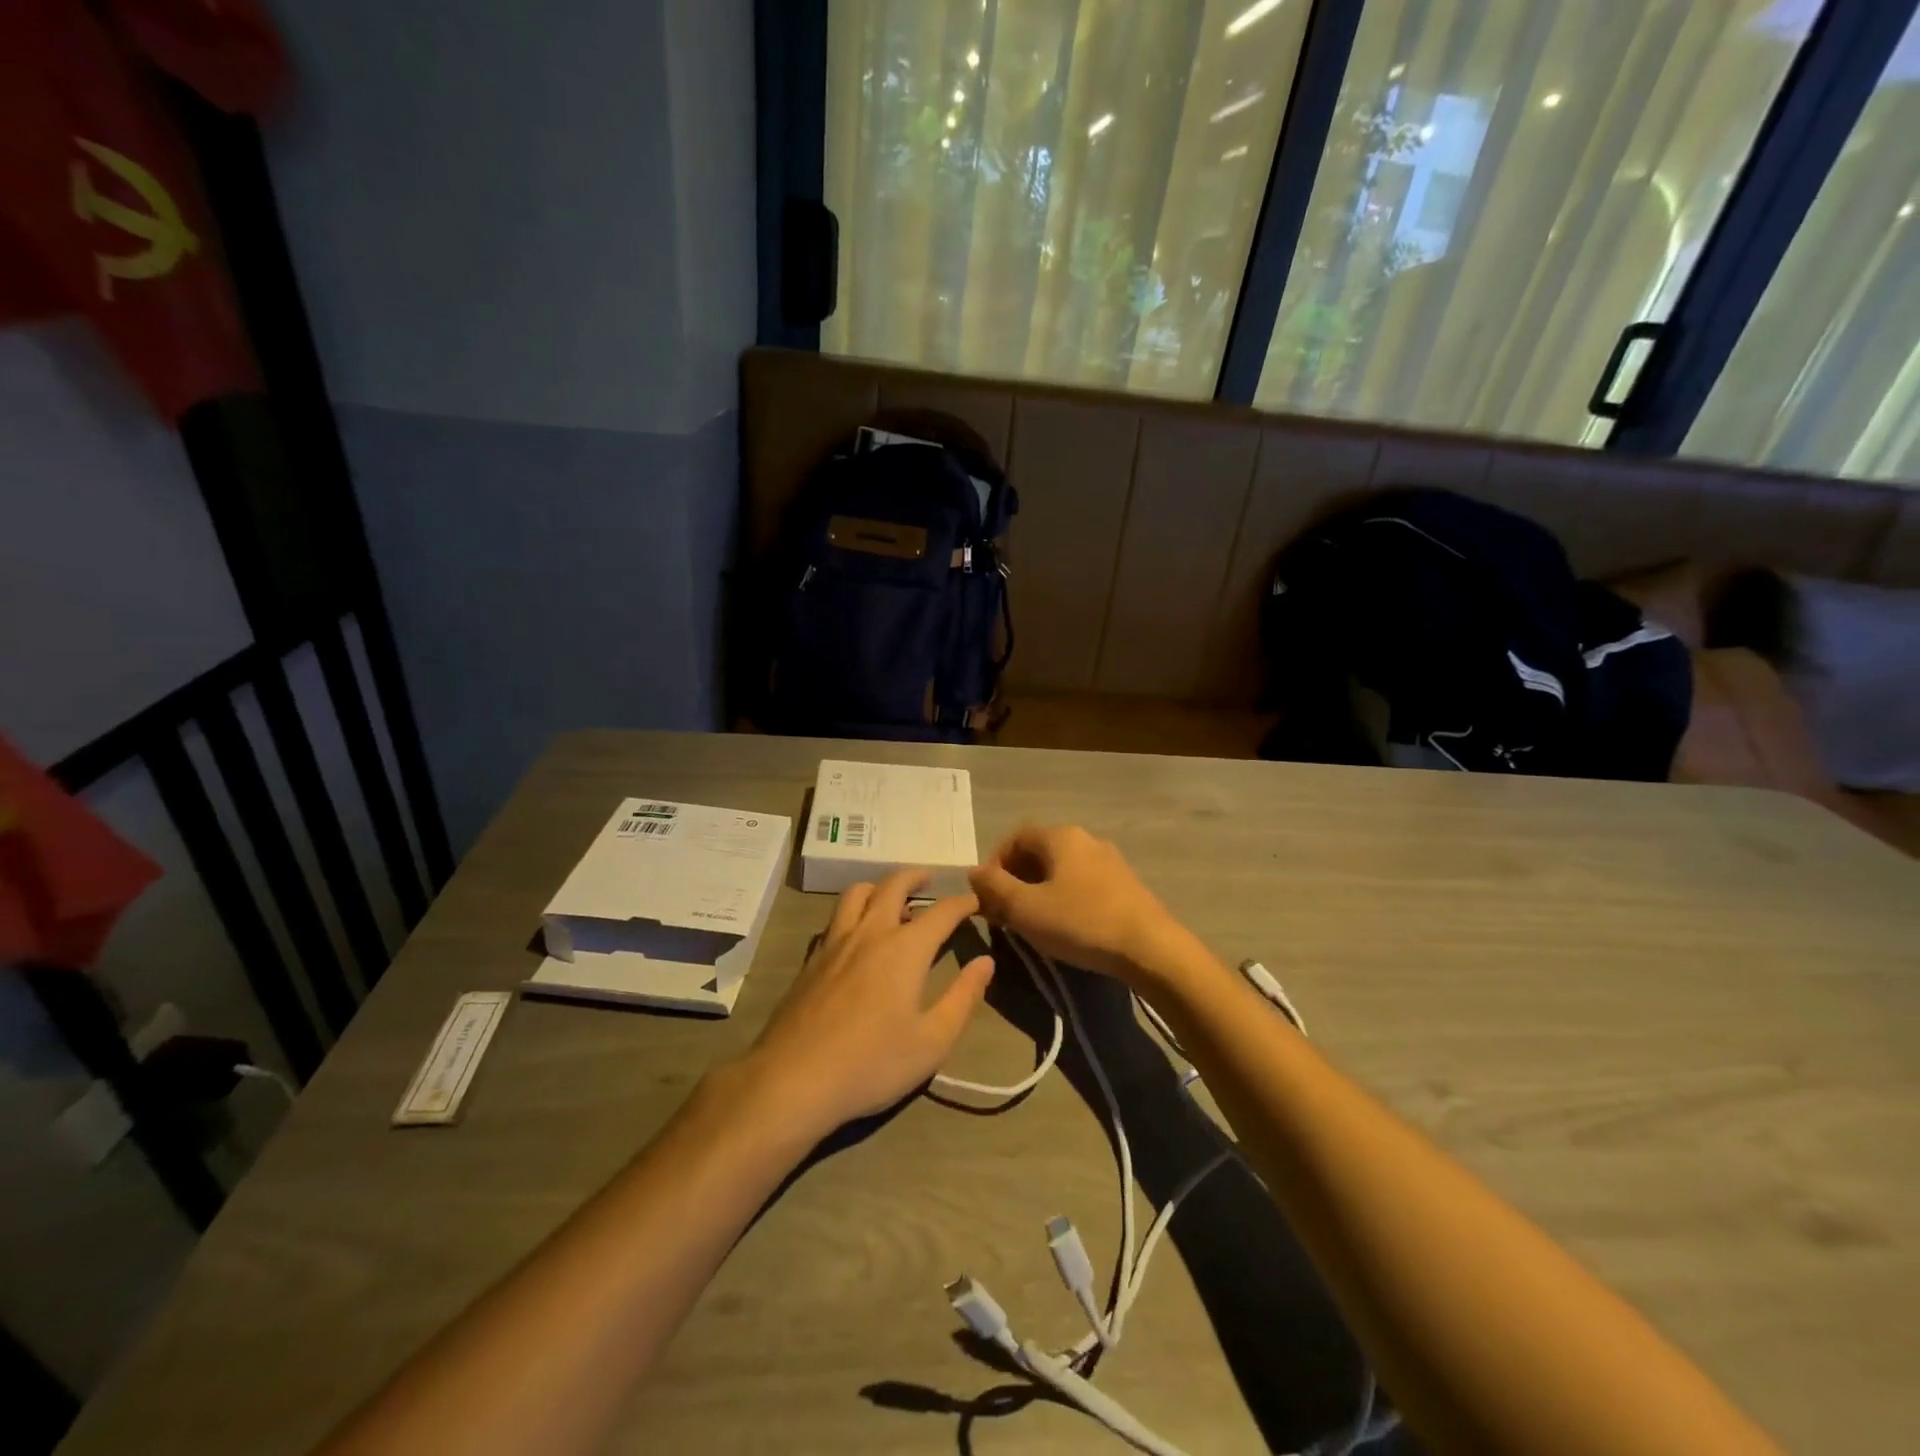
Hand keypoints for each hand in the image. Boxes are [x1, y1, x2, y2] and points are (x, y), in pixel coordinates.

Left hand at [740, 870, 993, 1136]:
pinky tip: (858, 935)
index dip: (963, 903)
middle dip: (916, 876)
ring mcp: (835, 942)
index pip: (942, 911)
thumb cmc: (872, 1064)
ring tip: (892, 898)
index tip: (976, 903)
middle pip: (893, 885)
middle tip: (930, 879)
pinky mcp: (812, 959)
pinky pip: (836, 917)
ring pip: (857, 893)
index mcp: (905, 949)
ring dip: (880, 887)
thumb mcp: (932, 1041)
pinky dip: (854, 911)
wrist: (794, 1078)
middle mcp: (870, 932)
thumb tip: (985, 962)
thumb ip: (963, 998)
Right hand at [968, 825, 1183, 983]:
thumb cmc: (1081, 922)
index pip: (1016, 837)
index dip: (994, 862)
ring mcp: (1110, 861)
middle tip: (1004, 912)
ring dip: (1038, 890)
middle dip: (1015, 879)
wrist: (1151, 948)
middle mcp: (1086, 839)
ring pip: (1061, 869)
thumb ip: (994, 887)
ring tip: (1031, 922)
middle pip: (1039, 852)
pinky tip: (1065, 926)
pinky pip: (1082, 883)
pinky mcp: (1125, 885)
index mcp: (1061, 837)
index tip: (986, 894)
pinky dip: (1063, 898)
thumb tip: (973, 872)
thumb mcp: (1027, 909)